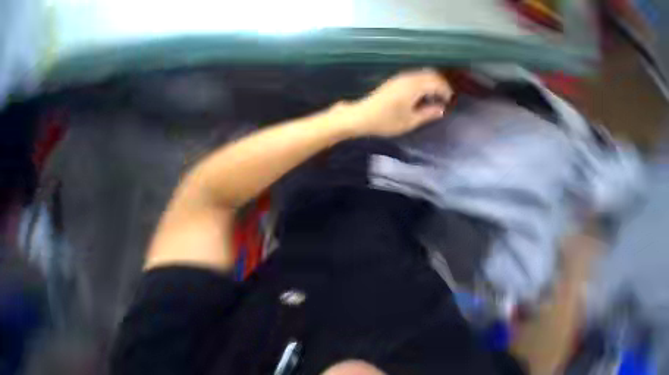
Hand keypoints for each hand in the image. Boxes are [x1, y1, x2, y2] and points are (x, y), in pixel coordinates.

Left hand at [341, 69, 452, 136]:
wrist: (361, 117)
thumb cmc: (385, 121)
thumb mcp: (409, 122)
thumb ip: (427, 114)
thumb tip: (441, 109)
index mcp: (415, 85)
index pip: (438, 82)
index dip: (446, 91)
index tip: (449, 101)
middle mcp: (408, 77)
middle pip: (430, 75)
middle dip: (439, 86)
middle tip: (441, 100)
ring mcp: (398, 78)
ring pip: (420, 76)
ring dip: (428, 85)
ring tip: (429, 100)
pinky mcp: (391, 83)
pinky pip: (411, 79)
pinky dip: (419, 85)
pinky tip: (415, 98)